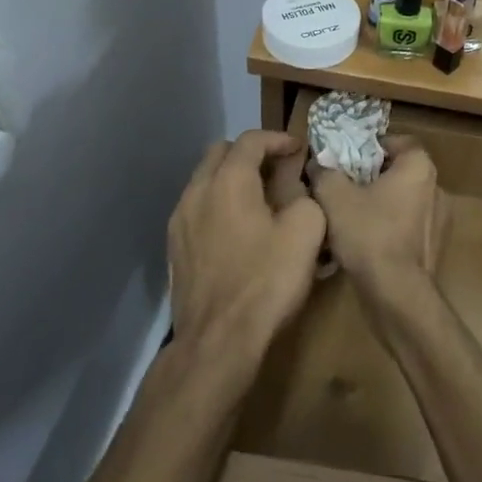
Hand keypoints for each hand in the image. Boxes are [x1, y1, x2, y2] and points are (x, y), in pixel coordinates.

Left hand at [167, 131, 325, 372]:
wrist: (217, 342)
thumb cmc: (266, 281)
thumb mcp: (307, 232)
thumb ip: (307, 197)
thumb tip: (299, 191)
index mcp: (229, 181)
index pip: (251, 140)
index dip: (278, 139)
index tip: (300, 150)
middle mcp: (197, 192)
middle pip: (221, 153)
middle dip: (251, 154)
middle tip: (278, 171)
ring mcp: (179, 221)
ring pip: (205, 181)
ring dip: (232, 180)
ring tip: (260, 201)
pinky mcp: (174, 249)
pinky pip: (197, 209)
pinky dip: (218, 206)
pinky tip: (238, 231)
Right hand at [309, 137, 448, 308]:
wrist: (396, 293)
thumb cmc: (368, 234)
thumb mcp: (334, 197)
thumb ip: (324, 172)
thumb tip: (318, 164)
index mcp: (419, 167)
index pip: (398, 142)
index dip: (371, 147)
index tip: (348, 159)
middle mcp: (437, 187)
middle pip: (400, 171)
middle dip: (372, 177)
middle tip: (344, 186)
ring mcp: (440, 219)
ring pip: (404, 201)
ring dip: (381, 204)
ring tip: (351, 217)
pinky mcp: (435, 247)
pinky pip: (408, 227)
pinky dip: (390, 228)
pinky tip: (366, 242)